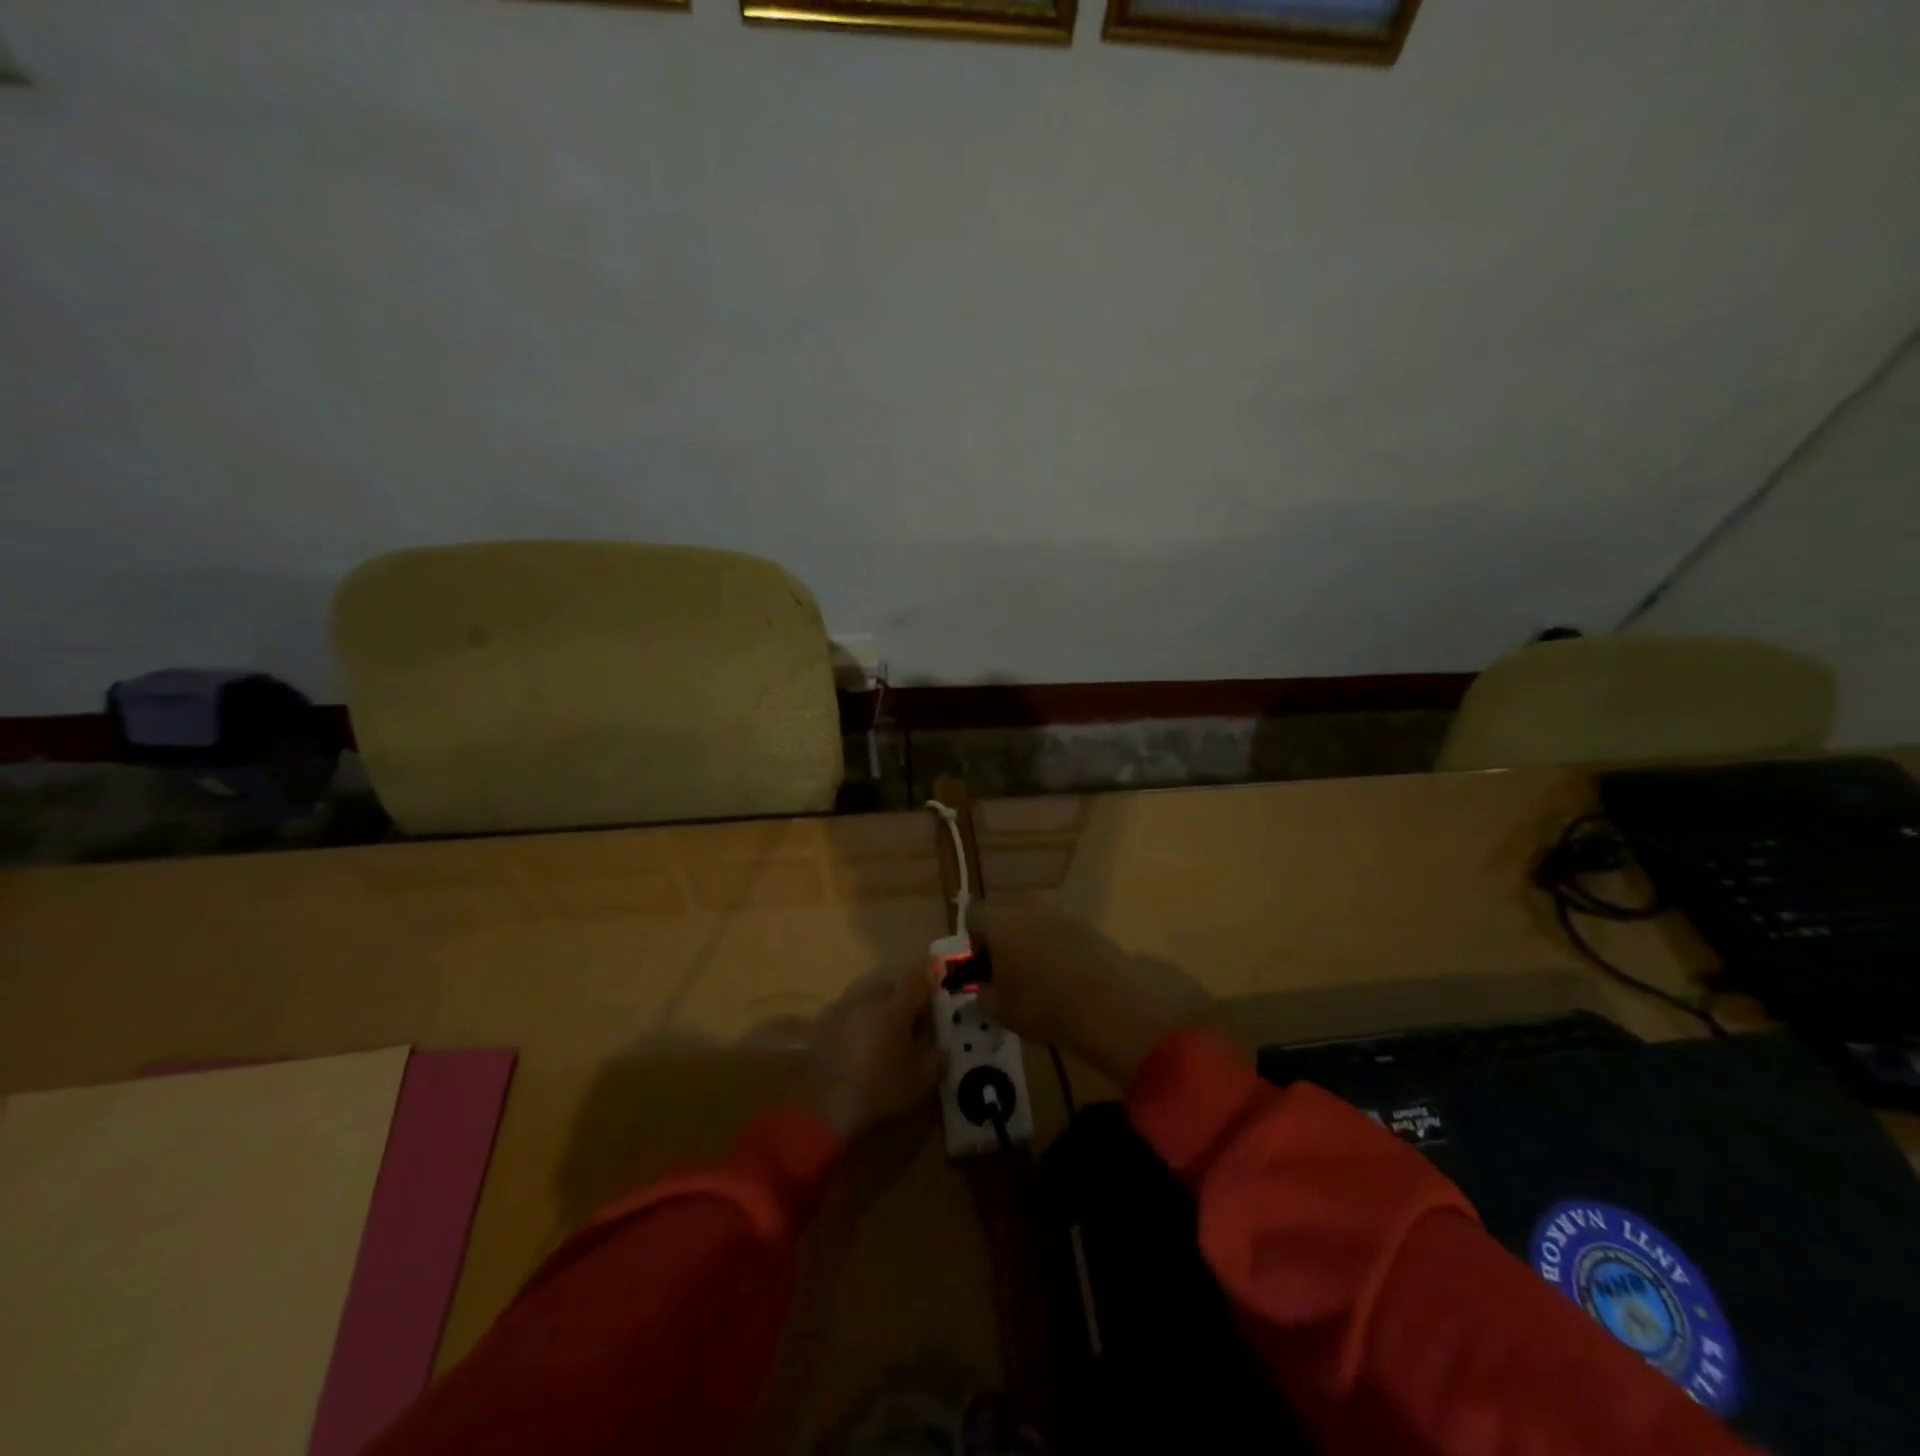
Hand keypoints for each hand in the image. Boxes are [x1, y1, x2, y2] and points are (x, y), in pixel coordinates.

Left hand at [800, 966, 943, 1139]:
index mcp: (895, 1008)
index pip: (916, 981)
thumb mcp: (921, 1080)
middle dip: (900, 998)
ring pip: (865, 999)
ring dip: (877, 1010)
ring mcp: (842, 1011)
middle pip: (888, 987)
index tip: (933, 999)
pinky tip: (857, 1046)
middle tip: (908, 1022)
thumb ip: (937, 1058)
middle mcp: (867, 1001)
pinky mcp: (822, 1026)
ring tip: (882, 1035)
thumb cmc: (880, 1090)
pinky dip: (856, 1023)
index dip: (927, 986)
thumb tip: (942, 1047)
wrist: (825, 1108)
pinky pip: (847, 1014)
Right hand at [972, 901, 1205, 1085]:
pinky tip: (1064, 975)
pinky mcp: (1086, 924)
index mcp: (998, 921)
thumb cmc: (1043, 1006)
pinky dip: (1055, 944)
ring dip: (1029, 938)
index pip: (972, 914)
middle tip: (1007, 970)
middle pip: (1003, 909)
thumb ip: (984, 994)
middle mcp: (1027, 907)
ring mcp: (1060, 912)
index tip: (985, 968)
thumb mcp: (1000, 1010)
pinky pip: (1059, 928)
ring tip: (1038, 974)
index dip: (974, 940)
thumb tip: (985, 988)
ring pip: (1032, 917)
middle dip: (1001, 934)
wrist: (1108, 1005)